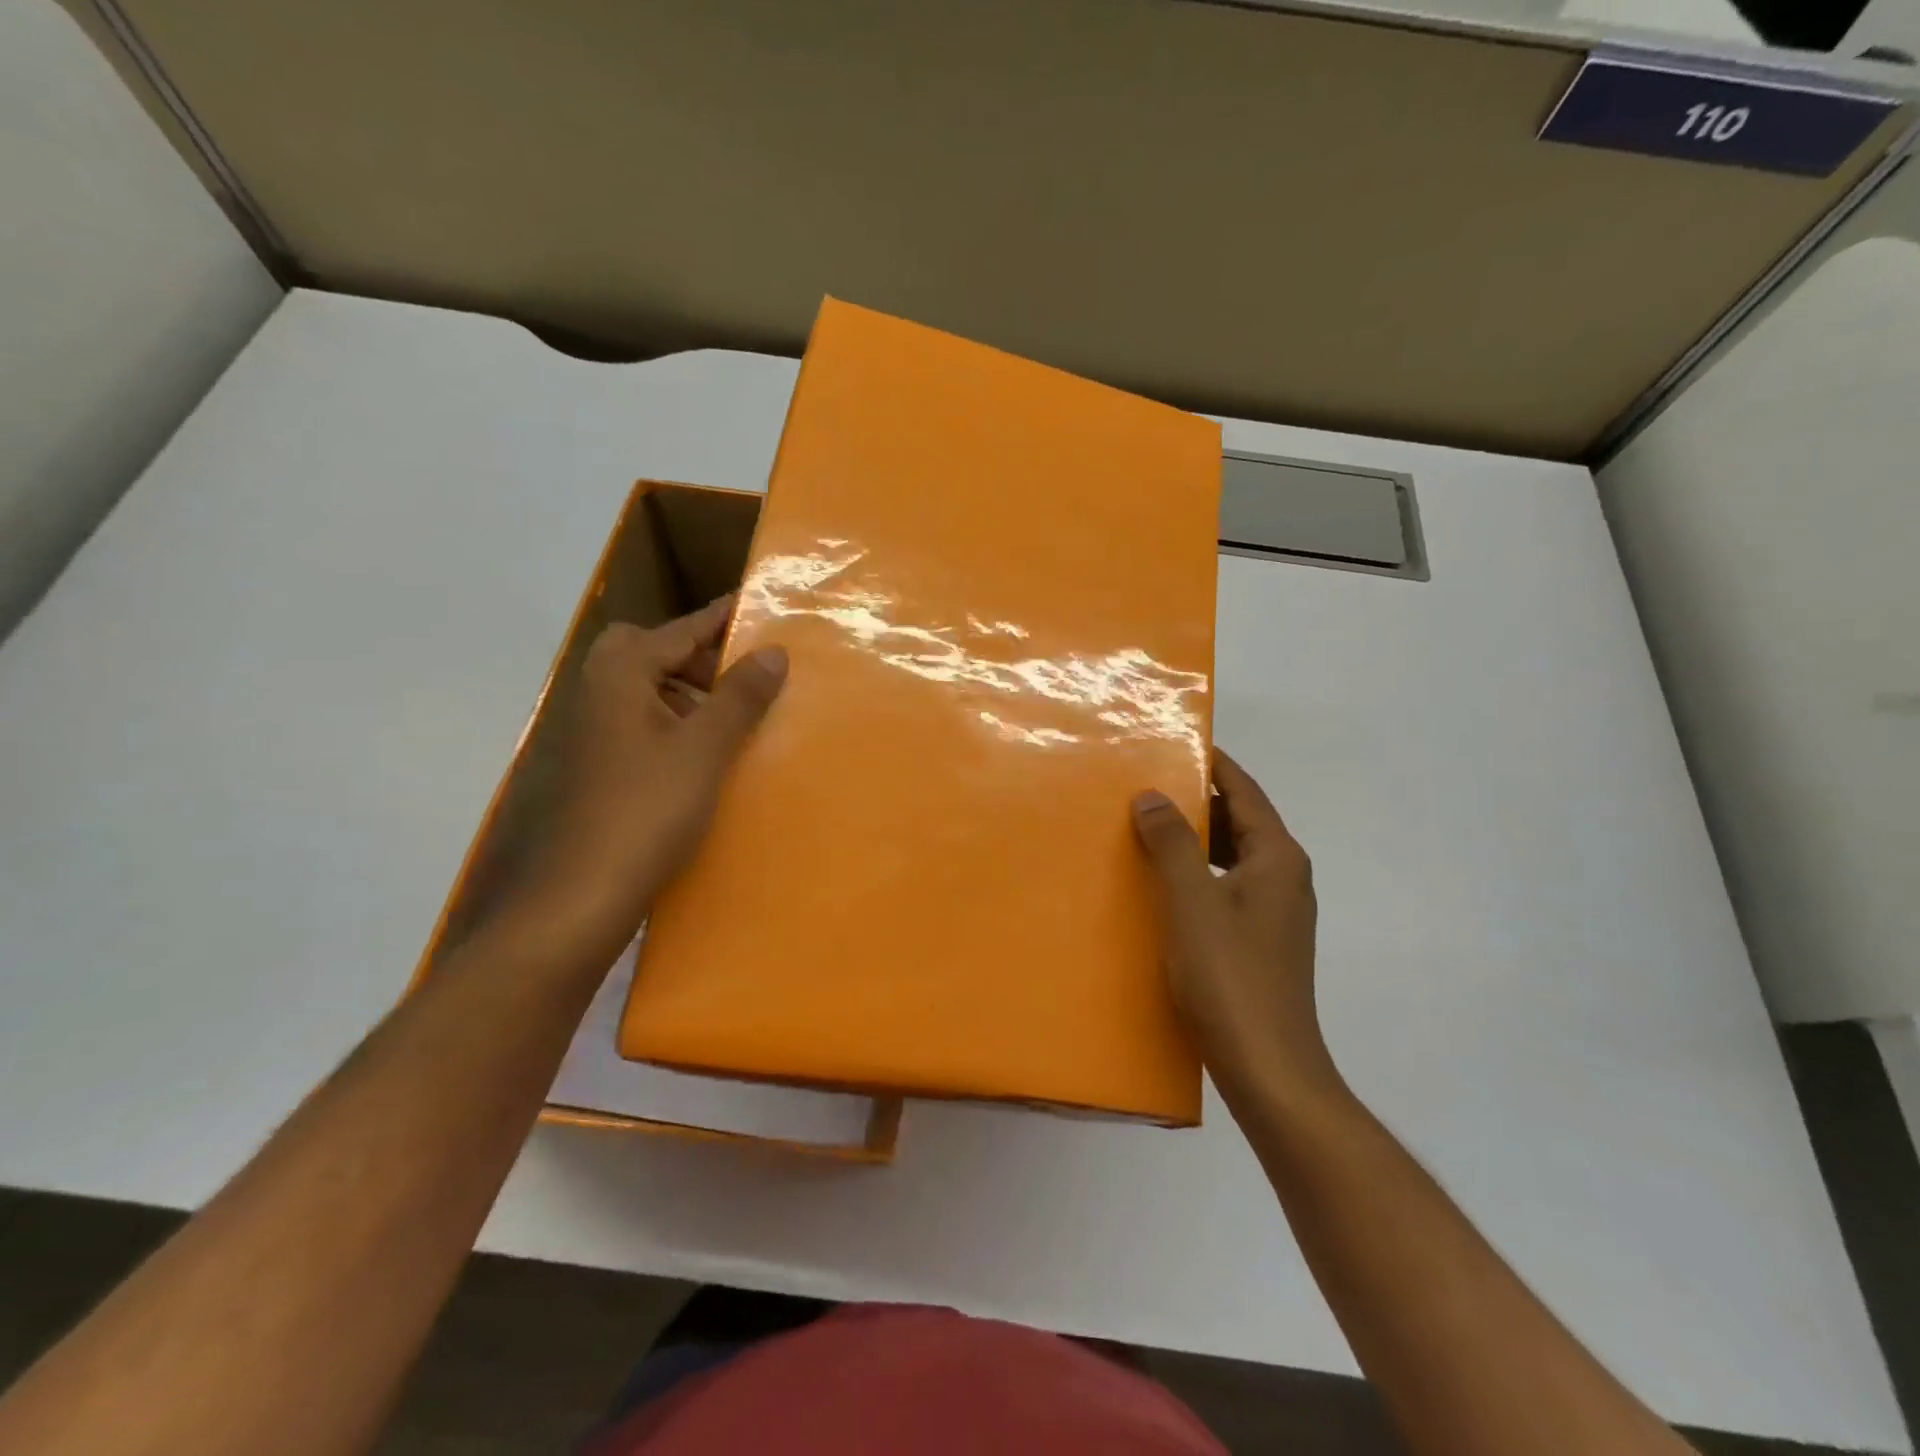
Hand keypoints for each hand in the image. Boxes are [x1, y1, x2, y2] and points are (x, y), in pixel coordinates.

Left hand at [504, 596, 786, 960]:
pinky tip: (706, 754)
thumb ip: (739, 696)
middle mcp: (599, 693)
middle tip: (741, 673)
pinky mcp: (600, 767)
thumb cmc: (647, 810)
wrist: (582, 894)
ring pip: (646, 690)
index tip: (757, 603)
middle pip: (649, 651)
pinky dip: (676, 722)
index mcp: (621, 676)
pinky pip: (644, 723)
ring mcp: (595, 732)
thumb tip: (773, 650)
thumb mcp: (705, 749)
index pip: (679, 630)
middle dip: (696, 654)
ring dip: (688, 690)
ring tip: (734, 713)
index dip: (721, 618)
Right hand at [1131, 750, 1343, 1110]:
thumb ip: (1172, 843)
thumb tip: (1152, 795)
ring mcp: (1275, 912)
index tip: (1171, 742)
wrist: (1270, 1070)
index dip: (1211, 764)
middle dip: (1195, 801)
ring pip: (1231, 856)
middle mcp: (1284, 877)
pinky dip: (1196, 875)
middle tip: (1143, 787)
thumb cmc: (1230, 978)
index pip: (1244, 790)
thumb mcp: (1192, 902)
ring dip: (1193, 840)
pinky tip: (1160, 887)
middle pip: (1240, 820)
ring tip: (1143, 830)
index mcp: (1278, 857)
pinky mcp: (1260, 941)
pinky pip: (1225, 888)